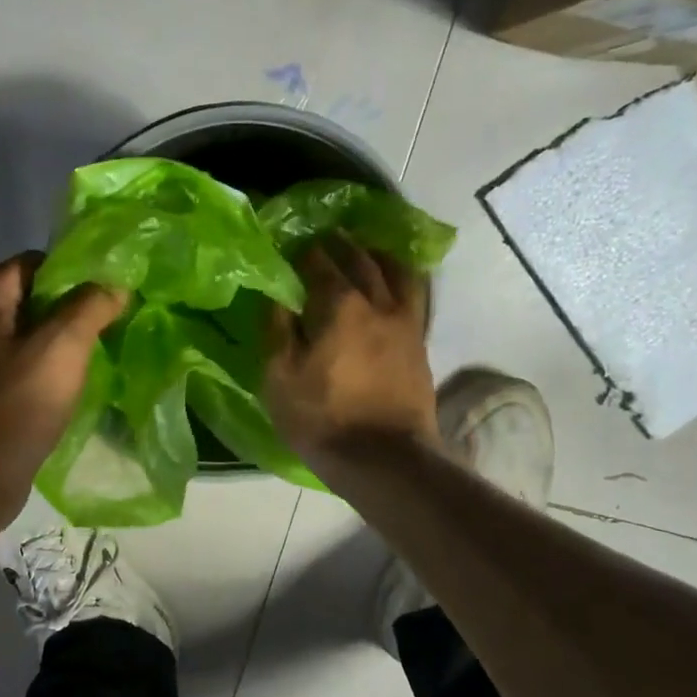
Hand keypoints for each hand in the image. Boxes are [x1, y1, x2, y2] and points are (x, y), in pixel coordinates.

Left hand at [0, 252, 125, 528]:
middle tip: (117, 321)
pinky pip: (27, 365)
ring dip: (68, 341)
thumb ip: (90, 306)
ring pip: (33, 334)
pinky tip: (80, 382)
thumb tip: (114, 284)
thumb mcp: (61, 347)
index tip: (113, 292)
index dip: (76, 272)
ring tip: (106, 350)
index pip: (35, 262)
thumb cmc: (15, 405)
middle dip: (77, 307)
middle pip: (35, 298)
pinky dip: (53, 368)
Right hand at [264, 238, 437, 472]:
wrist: (383, 458)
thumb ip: (277, 330)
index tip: (293, 246)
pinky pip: (414, 296)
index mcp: (339, 305)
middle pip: (361, 260)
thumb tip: (277, 296)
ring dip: (379, 255)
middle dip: (342, 245)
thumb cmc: (322, 418)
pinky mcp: (419, 344)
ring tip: (367, 250)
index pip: (320, 263)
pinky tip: (393, 283)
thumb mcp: (280, 377)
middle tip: (328, 238)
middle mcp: (377, 303)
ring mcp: (405, 322)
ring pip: (397, 272)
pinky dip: (401, 280)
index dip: (305, 252)